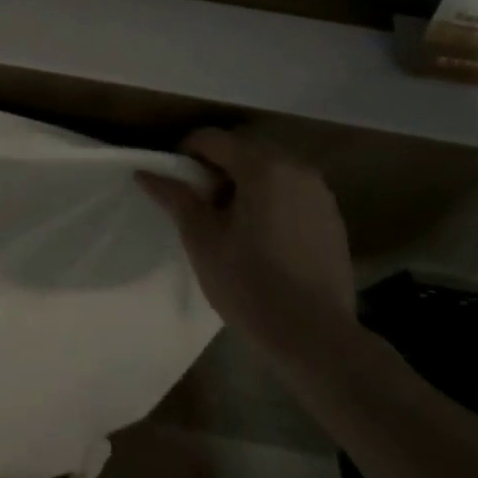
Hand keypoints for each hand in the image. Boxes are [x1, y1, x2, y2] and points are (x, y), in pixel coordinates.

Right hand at [138, 127, 355, 366]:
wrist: (316, 338)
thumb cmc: (250, 284)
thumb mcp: (202, 239)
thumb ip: (176, 197)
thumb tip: (146, 172)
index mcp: (262, 167)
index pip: (213, 139)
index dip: (185, 151)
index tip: (172, 179)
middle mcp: (296, 167)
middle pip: (243, 148)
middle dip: (215, 164)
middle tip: (196, 199)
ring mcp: (319, 192)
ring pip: (269, 167)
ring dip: (243, 179)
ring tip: (226, 217)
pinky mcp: (331, 216)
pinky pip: (290, 189)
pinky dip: (268, 196)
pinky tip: (259, 233)